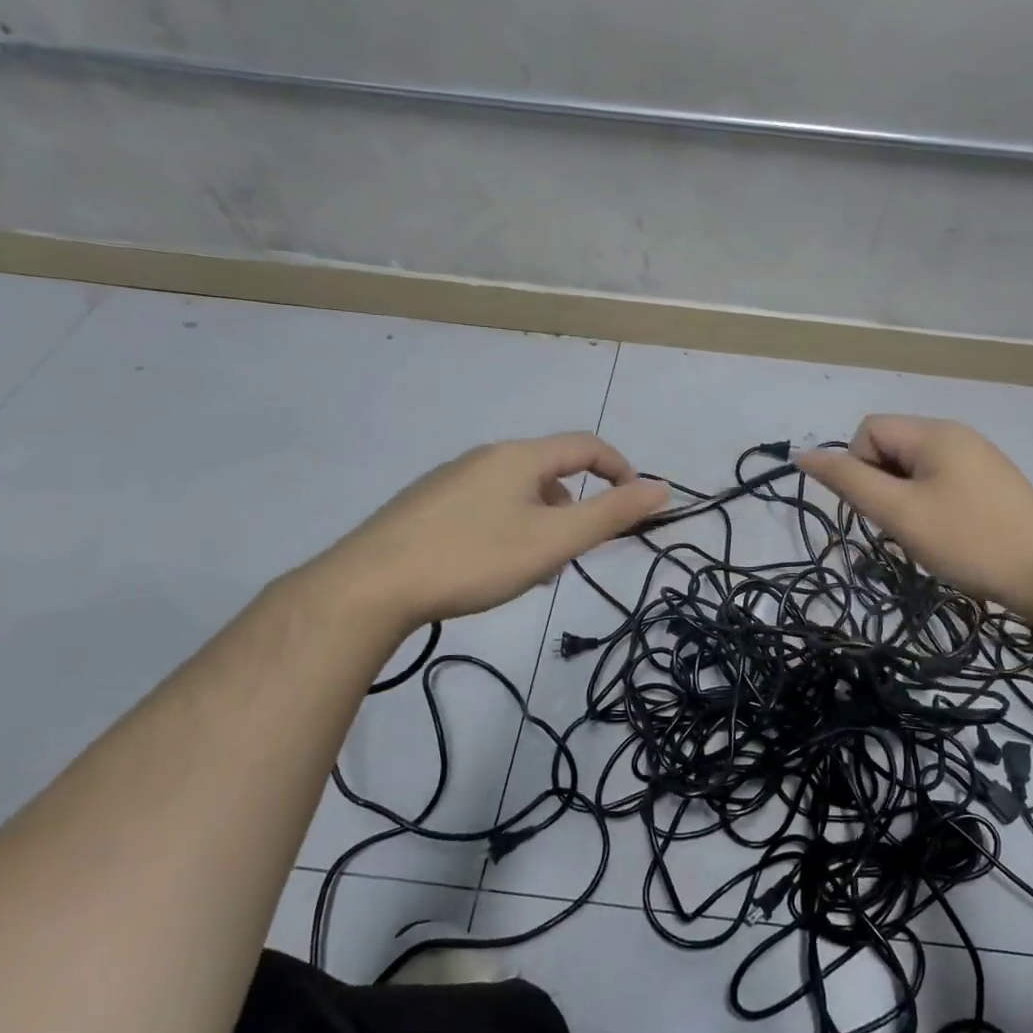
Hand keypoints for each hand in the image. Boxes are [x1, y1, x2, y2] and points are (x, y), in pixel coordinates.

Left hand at [309, 433, 668, 627]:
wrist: (371, 586)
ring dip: (542, 522)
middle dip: (576, 507)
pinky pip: (486, 506)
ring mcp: (450, 480)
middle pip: (550, 470)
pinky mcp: (425, 505)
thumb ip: (611, 514)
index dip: (620, 469)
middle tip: (576, 552)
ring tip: (533, 569)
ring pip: (516, 492)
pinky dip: (508, 528)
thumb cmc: (474, 558)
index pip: (586, 446)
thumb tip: (662, 488)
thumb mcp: (554, 540)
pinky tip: (489, 567)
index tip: (636, 505)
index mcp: (520, 457)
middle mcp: (485, 457)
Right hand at [796, 415, 1032, 614]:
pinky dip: (928, 505)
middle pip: (890, 446)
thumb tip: (803, 454)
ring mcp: (976, 457)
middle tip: (901, 525)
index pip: (868, 430)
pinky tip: (947, 534)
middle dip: (881, 485)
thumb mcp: (899, 512)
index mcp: (933, 432)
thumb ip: (848, 481)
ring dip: (903, 499)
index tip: (880, 509)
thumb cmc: (968, 540)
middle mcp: (955, 434)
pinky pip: (938, 481)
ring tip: (925, 534)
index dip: (858, 468)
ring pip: (912, 468)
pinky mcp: (990, 482)